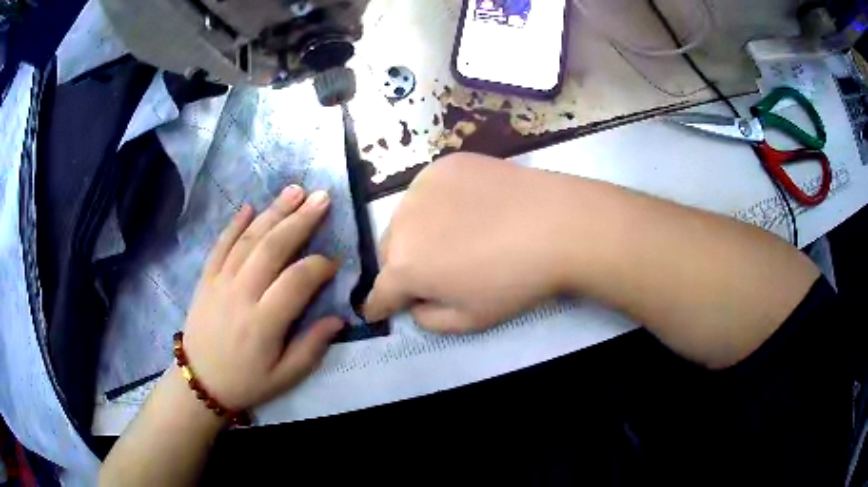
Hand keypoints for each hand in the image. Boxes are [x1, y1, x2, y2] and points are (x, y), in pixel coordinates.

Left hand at [182, 185, 343, 410]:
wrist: (200, 381)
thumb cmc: (246, 381)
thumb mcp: (285, 377)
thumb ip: (312, 347)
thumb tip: (339, 318)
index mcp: (264, 323)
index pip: (297, 281)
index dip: (319, 266)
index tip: (334, 262)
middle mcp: (241, 295)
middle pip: (272, 248)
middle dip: (300, 220)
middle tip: (322, 198)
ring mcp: (220, 282)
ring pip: (248, 240)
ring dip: (273, 212)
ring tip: (295, 190)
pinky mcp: (206, 279)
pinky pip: (220, 245)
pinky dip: (235, 224)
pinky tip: (250, 206)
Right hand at [364, 153, 577, 332]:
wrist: (555, 224)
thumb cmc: (513, 280)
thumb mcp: (470, 320)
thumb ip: (429, 320)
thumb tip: (415, 304)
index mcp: (405, 266)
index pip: (378, 292)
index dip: (377, 305)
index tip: (376, 310)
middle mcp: (402, 223)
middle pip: (388, 251)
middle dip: (400, 267)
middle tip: (427, 273)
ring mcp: (422, 187)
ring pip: (405, 218)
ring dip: (415, 232)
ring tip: (448, 236)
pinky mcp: (443, 165)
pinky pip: (427, 191)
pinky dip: (435, 204)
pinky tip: (465, 207)